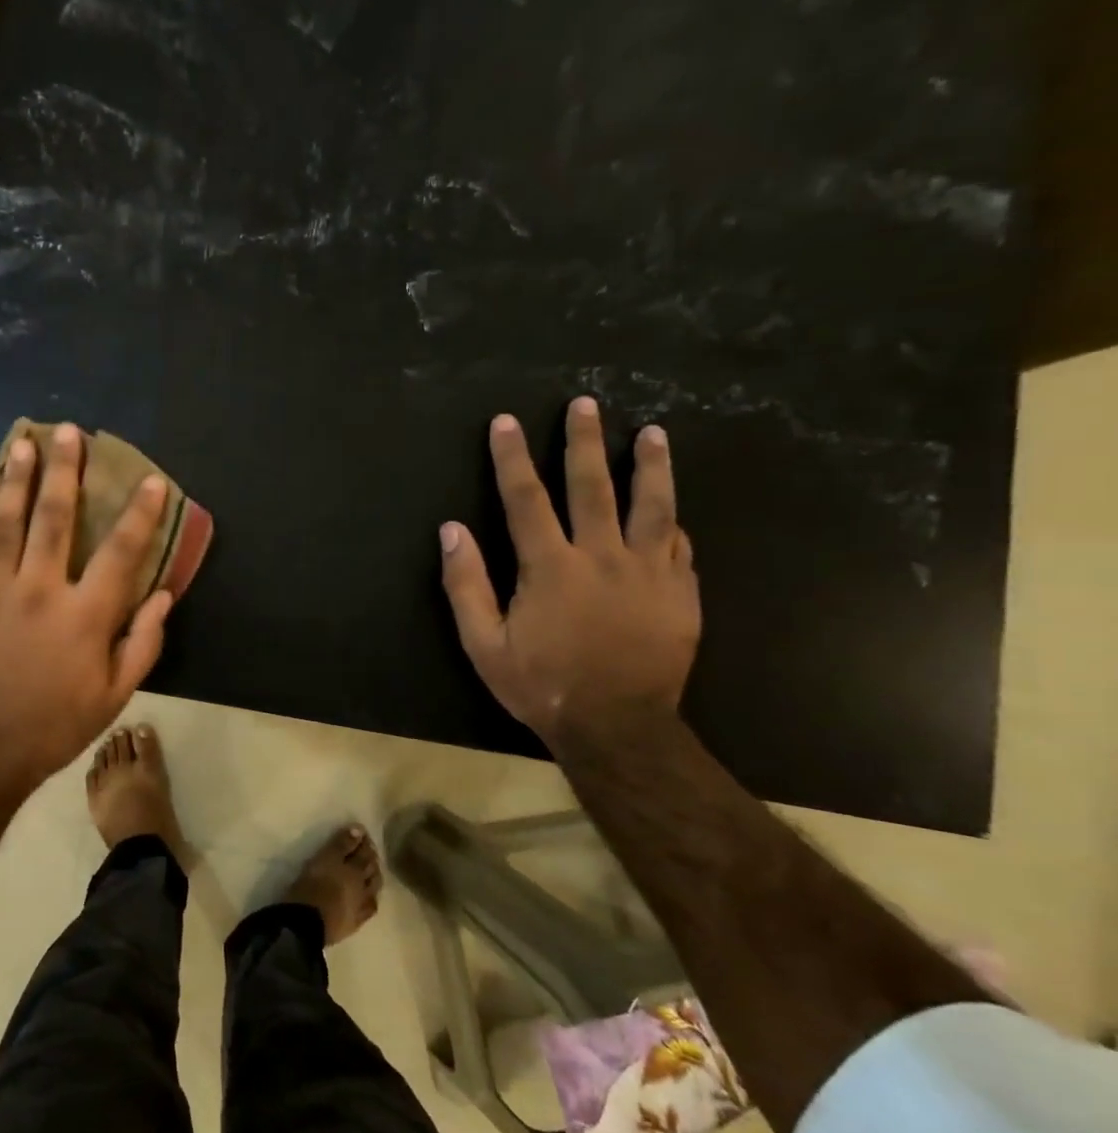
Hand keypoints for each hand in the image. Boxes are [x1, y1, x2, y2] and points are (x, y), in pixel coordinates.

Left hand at [0, 424, 173, 797]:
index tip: (151, 481)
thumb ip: (143, 644)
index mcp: (84, 615)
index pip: (121, 552)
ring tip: (21, 443)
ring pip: (4, 523)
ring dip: (14, 479)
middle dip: (64, 471)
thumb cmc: (53, 726)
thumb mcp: (114, 696)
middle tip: (68, 431)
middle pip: (54, 518)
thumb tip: (163, 596)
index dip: (141, 514)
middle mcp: (38, 590)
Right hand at [439, 397, 699, 742]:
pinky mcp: (680, 593)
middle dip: (584, 441)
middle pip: (593, 486)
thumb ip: (466, 584)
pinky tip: (672, 508)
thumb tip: (452, 530)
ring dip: (650, 465)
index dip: (512, 457)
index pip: (526, 498)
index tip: (507, 422)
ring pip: (653, 506)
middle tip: (585, 404)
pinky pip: (679, 545)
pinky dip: (672, 521)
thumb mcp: (484, 643)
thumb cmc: (542, 685)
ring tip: (653, 433)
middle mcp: (602, 557)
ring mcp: (649, 573)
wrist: (618, 727)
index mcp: (551, 567)